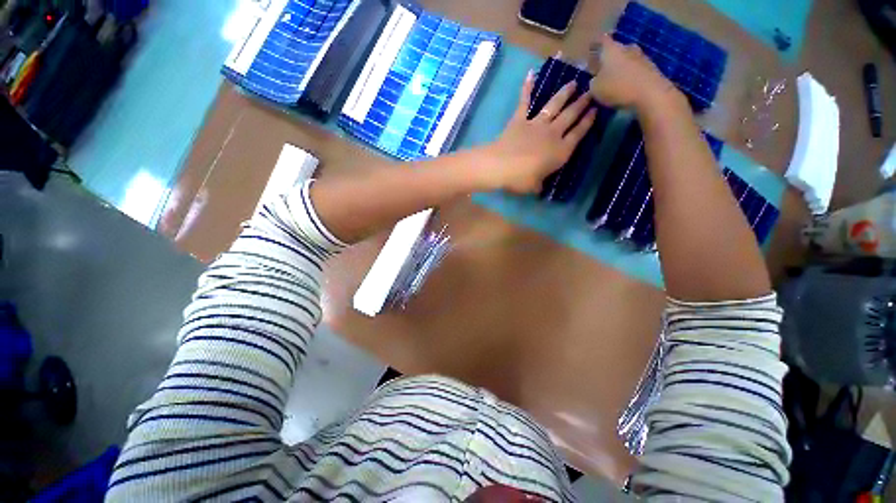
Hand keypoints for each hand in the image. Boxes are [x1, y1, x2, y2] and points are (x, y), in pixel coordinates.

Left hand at [482, 72, 595, 193]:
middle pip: (571, 115)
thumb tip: (539, 186)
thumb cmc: (520, 179)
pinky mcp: (520, 119)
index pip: (579, 134)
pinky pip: (524, 101)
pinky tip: (531, 74)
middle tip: (591, 91)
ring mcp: (536, 124)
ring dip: (564, 93)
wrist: (500, 166)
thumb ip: (539, 184)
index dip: (588, 122)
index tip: (596, 110)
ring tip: (573, 83)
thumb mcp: (534, 186)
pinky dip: (527, 87)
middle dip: (582, 103)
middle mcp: (553, 134)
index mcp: (560, 151)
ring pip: (554, 105)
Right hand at [588, 34, 681, 111]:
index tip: (590, 52)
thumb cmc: (618, 87)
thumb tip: (596, 79)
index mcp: (611, 49)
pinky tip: (625, 86)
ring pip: (625, 59)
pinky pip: (634, 69)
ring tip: (613, 81)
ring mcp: (640, 56)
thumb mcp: (595, 89)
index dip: (594, 45)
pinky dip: (629, 75)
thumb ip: (593, 82)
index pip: (600, 40)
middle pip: (615, 50)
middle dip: (607, 59)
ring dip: (619, 68)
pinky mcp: (650, 67)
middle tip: (600, 71)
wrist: (651, 93)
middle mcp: (626, 47)